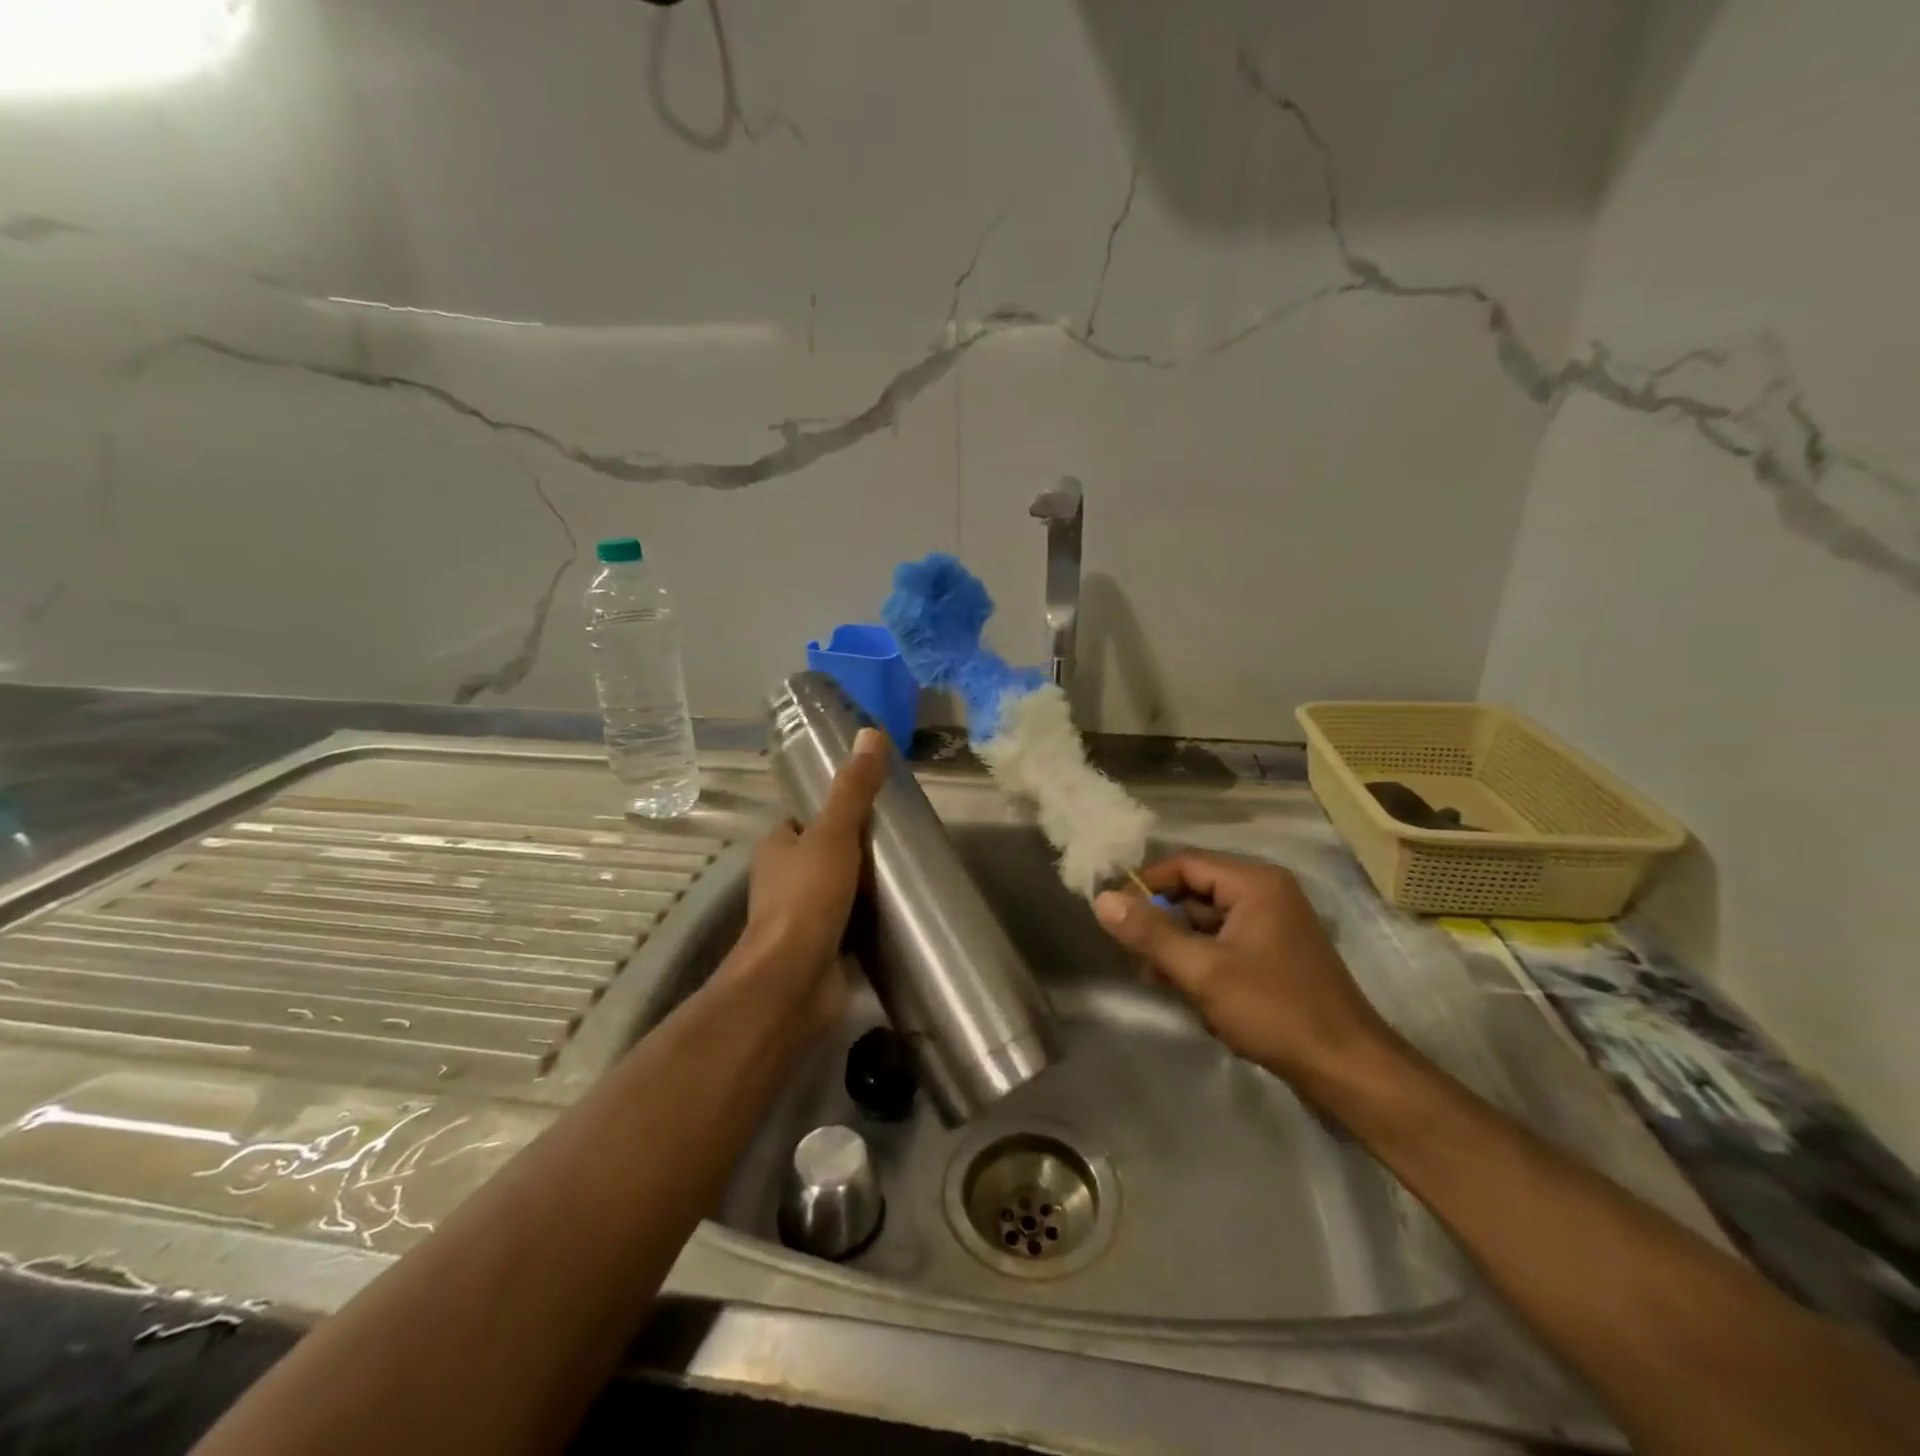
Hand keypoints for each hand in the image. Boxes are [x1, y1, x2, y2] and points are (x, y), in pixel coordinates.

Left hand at [728, 727, 888, 1032]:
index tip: (871, 806)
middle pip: (822, 854)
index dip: (831, 810)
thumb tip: (871, 733)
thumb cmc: (806, 899)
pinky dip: (867, 919)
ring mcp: (799, 918)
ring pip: (835, 890)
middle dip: (853, 849)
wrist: (793, 981)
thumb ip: (853, 789)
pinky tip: (898, 914)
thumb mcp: (834, 834)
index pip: (803, 819)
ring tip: (905, 873)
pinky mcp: (820, 949)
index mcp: (776, 848)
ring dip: (862, 886)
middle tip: (897, 840)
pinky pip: (847, 924)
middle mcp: (781, 881)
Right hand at [1092, 851, 1397, 1087]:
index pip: (1184, 865)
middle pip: (1195, 892)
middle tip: (1135, 955)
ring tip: (1159, 979)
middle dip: (1162, 922)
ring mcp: (1273, 923)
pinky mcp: (1275, 953)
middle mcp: (1266, 893)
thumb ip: (1150, 934)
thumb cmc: (1274, 1011)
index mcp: (1255, 883)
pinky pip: (1225, 943)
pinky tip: (1190, 994)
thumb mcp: (1203, 971)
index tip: (1115, 916)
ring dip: (1179, 947)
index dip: (1145, 886)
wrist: (1347, 1069)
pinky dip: (1202, 961)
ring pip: (1207, 921)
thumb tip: (1101, 899)